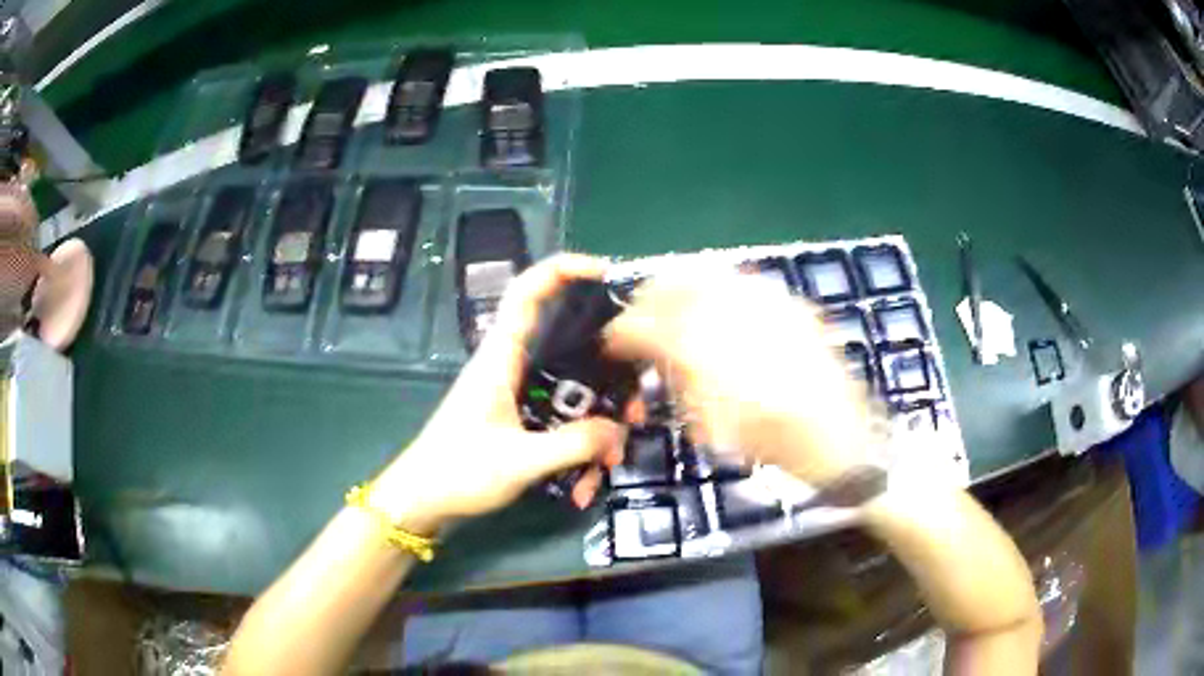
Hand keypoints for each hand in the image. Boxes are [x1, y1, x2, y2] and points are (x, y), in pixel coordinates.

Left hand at [371, 255, 626, 533]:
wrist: (421, 502)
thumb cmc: (459, 473)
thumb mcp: (520, 462)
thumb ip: (575, 444)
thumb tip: (619, 431)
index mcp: (501, 357)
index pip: (528, 292)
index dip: (564, 270)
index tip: (608, 273)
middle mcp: (512, 367)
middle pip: (571, 347)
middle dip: (610, 377)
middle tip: (636, 409)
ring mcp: (518, 394)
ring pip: (573, 393)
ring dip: (597, 427)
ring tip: (608, 465)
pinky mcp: (521, 419)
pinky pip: (562, 423)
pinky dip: (578, 451)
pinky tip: (580, 488)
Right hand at [605, 272, 874, 484]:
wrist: (842, 439)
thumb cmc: (777, 445)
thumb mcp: (718, 426)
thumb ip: (682, 381)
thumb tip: (655, 353)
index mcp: (717, 360)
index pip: (653, 327)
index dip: (625, 329)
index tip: (613, 339)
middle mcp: (741, 320)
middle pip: (678, 286)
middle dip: (649, 297)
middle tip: (639, 318)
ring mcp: (771, 307)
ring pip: (711, 274)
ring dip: (680, 286)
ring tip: (671, 306)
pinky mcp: (792, 306)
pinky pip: (745, 283)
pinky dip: (718, 288)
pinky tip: (715, 308)